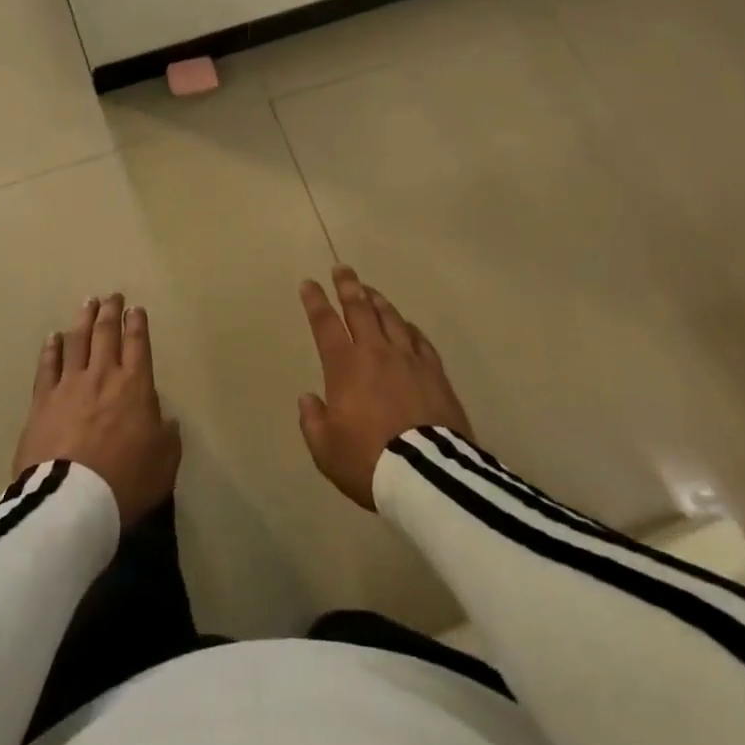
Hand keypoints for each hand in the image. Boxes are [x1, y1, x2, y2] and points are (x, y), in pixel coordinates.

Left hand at [13, 294, 181, 525]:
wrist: (71, 502)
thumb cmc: (125, 482)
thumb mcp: (164, 463)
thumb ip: (167, 436)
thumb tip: (167, 420)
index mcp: (135, 386)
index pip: (138, 344)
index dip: (137, 323)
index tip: (136, 309)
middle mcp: (102, 376)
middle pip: (106, 334)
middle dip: (111, 312)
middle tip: (112, 296)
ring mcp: (69, 385)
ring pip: (77, 341)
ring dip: (83, 319)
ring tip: (87, 303)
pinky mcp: (42, 402)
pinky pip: (47, 366)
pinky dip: (52, 349)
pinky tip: (54, 337)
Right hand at [297, 266, 474, 509]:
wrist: (426, 476)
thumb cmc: (368, 461)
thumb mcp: (326, 450)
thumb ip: (313, 421)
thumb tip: (309, 399)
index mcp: (345, 366)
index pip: (325, 324)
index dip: (315, 301)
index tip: (309, 283)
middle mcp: (376, 352)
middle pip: (360, 309)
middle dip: (348, 286)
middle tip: (342, 268)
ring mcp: (409, 359)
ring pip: (391, 318)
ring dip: (378, 300)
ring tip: (370, 290)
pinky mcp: (435, 373)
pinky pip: (420, 339)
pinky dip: (409, 327)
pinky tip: (406, 325)